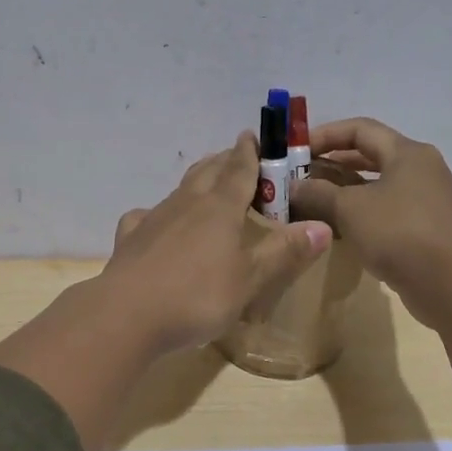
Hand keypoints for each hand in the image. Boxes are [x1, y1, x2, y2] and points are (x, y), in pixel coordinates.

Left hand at [0, 133, 331, 450]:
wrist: (128, 314)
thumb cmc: (198, 296)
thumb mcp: (250, 279)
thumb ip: (284, 252)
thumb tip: (323, 225)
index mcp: (220, 208)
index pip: (240, 170)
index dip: (250, 153)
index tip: (253, 136)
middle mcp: (186, 204)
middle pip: (207, 172)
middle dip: (223, 161)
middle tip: (235, 157)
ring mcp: (154, 219)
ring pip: (179, 191)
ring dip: (195, 183)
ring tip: (205, 186)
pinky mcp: (130, 239)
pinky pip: (145, 217)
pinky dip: (157, 215)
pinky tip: (155, 225)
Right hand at [290, 115, 451, 411]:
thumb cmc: (398, 232)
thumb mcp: (349, 208)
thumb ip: (318, 193)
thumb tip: (294, 187)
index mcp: (407, 153)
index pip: (361, 129)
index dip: (326, 135)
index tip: (297, 151)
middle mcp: (423, 170)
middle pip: (372, 156)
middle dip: (334, 164)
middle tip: (302, 177)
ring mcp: (430, 201)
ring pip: (380, 187)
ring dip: (347, 192)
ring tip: (316, 203)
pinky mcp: (430, 230)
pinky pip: (390, 212)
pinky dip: (364, 214)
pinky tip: (342, 230)